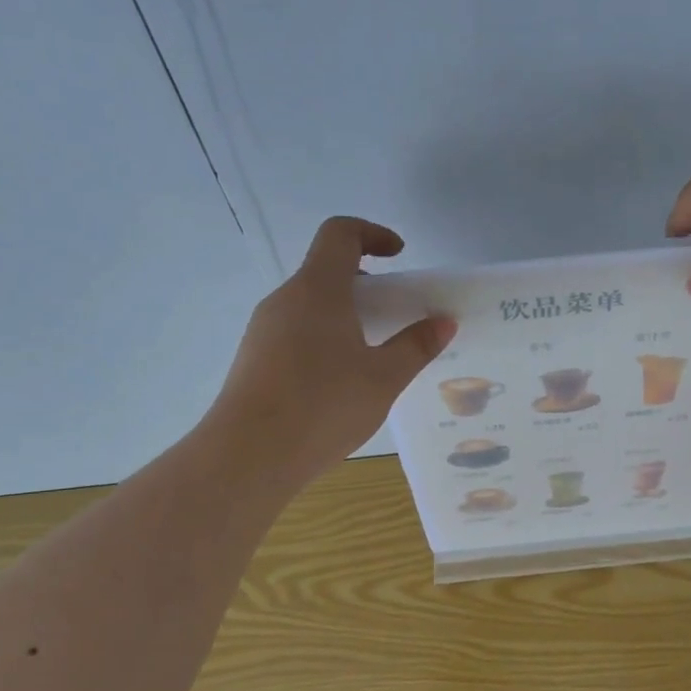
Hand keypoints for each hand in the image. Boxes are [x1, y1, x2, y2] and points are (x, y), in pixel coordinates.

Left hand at [209, 217, 454, 486]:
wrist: (247, 456)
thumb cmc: (323, 406)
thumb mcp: (383, 378)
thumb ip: (416, 346)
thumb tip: (443, 322)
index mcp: (317, 290)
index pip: (340, 233)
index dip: (372, 234)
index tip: (399, 256)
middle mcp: (285, 300)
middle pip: (326, 271)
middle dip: (366, 285)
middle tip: (396, 317)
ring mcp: (263, 330)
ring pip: (310, 306)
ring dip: (345, 317)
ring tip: (373, 358)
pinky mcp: (253, 360)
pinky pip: (295, 333)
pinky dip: (324, 340)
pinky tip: (340, 385)